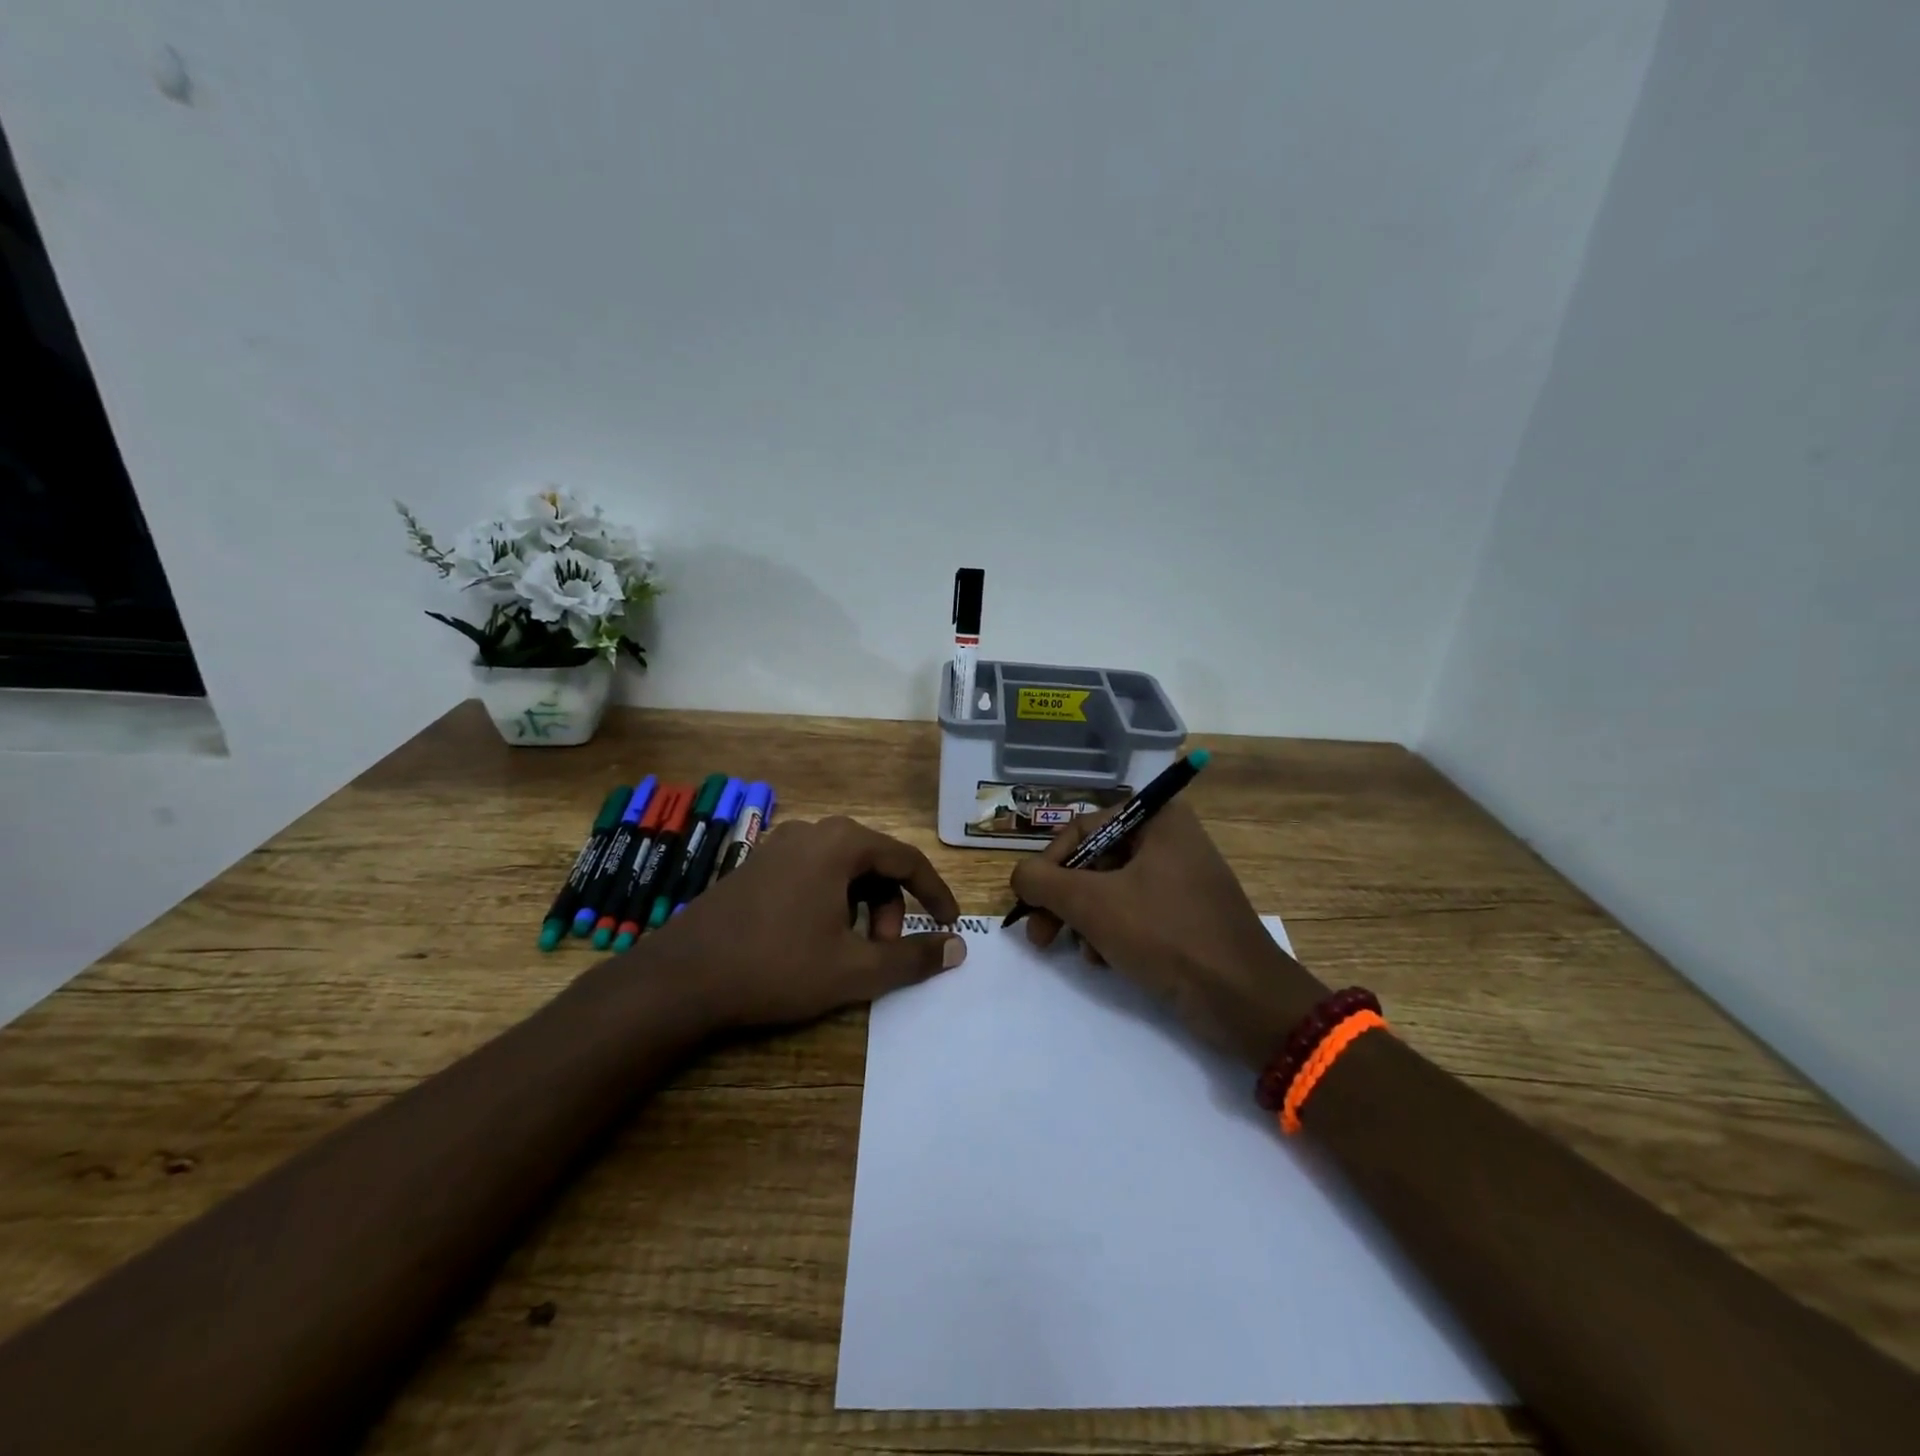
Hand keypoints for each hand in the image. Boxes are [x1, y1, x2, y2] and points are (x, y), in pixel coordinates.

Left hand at [646, 816, 964, 1029]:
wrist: (681, 978)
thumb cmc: (776, 967)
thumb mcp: (853, 969)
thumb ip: (911, 957)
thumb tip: (957, 948)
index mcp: (840, 843)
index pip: (907, 860)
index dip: (935, 894)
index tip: (950, 925)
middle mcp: (812, 832)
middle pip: (874, 863)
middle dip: (890, 908)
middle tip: (883, 951)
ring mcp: (779, 846)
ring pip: (843, 871)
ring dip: (861, 908)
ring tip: (849, 952)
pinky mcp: (756, 866)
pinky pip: (813, 875)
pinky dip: (831, 903)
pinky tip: (815, 941)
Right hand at [1009, 802, 1326, 1067]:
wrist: (1243, 999)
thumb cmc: (1166, 934)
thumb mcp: (1092, 903)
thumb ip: (1043, 882)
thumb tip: (1019, 876)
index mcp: (1157, 818)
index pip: (1082, 829)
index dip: (1049, 865)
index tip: (1029, 903)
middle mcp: (1170, 839)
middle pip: (1094, 861)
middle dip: (1065, 901)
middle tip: (1039, 936)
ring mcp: (1181, 878)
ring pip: (1110, 890)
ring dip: (1086, 922)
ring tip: (1083, 955)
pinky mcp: (1186, 915)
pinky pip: (1134, 912)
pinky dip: (1112, 934)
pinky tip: (1107, 962)